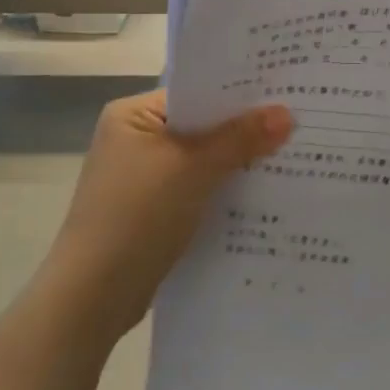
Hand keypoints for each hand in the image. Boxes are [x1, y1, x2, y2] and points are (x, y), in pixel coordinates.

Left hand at [47, 90, 291, 341]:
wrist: (92, 296)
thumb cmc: (137, 215)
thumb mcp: (194, 169)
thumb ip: (241, 138)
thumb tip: (287, 113)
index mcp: (132, 115)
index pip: (195, 94)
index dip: (238, 94)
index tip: (284, 93)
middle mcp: (135, 139)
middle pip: (201, 126)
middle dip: (244, 130)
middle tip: (297, 124)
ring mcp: (143, 177)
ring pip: (203, 160)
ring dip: (237, 163)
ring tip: (291, 156)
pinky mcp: (153, 210)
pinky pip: (198, 188)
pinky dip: (224, 190)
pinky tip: (262, 194)